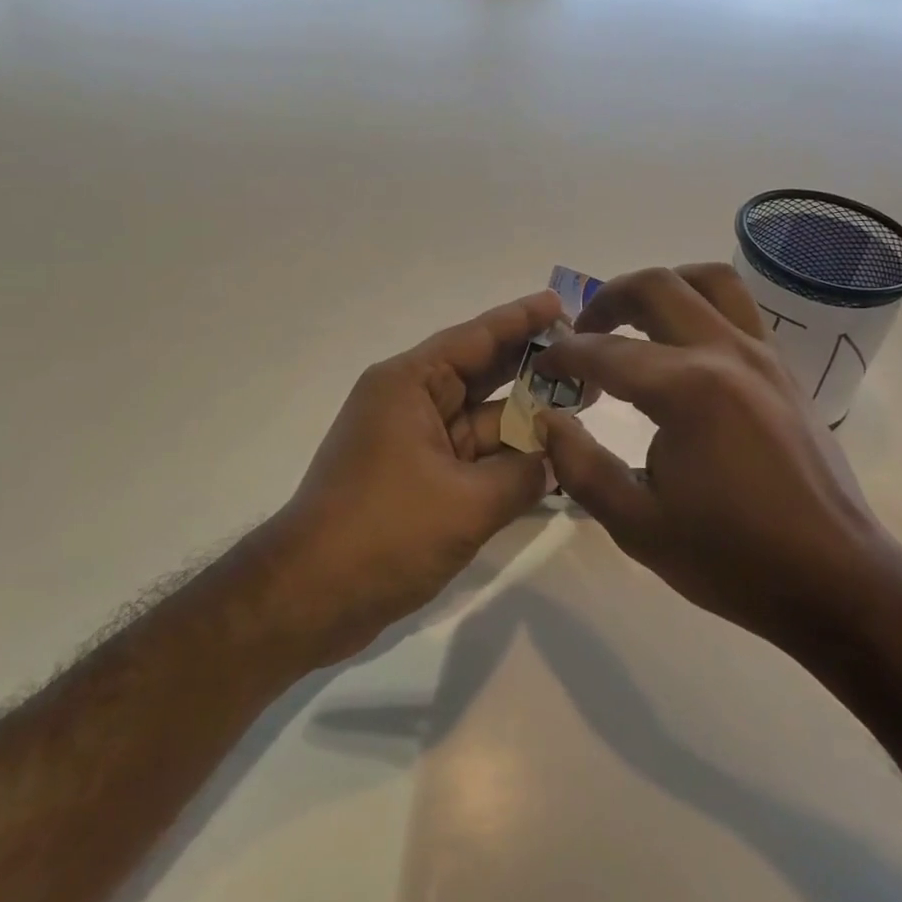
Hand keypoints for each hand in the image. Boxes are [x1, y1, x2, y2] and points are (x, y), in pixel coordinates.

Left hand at [266, 290, 562, 662]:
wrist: (310, 597)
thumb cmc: (385, 532)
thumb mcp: (466, 502)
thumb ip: (523, 475)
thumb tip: (554, 460)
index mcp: (410, 385)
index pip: (476, 338)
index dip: (522, 320)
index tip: (563, 304)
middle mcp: (410, 404)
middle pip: (482, 376)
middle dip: (535, 369)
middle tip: (591, 359)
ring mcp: (412, 445)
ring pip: (481, 422)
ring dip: (526, 421)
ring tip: (585, 409)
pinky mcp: (416, 483)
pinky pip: (472, 460)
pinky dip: (506, 461)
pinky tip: (551, 462)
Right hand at [536, 264, 901, 658]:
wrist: (835, 581)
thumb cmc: (732, 559)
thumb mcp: (637, 525)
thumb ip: (580, 466)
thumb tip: (548, 418)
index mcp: (688, 391)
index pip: (606, 352)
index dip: (564, 355)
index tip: (542, 367)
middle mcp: (727, 355)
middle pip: (657, 287)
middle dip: (606, 300)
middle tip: (582, 334)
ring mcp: (765, 356)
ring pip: (709, 281)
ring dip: (662, 287)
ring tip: (634, 322)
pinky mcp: (785, 371)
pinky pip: (739, 309)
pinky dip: (701, 306)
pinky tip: (683, 348)